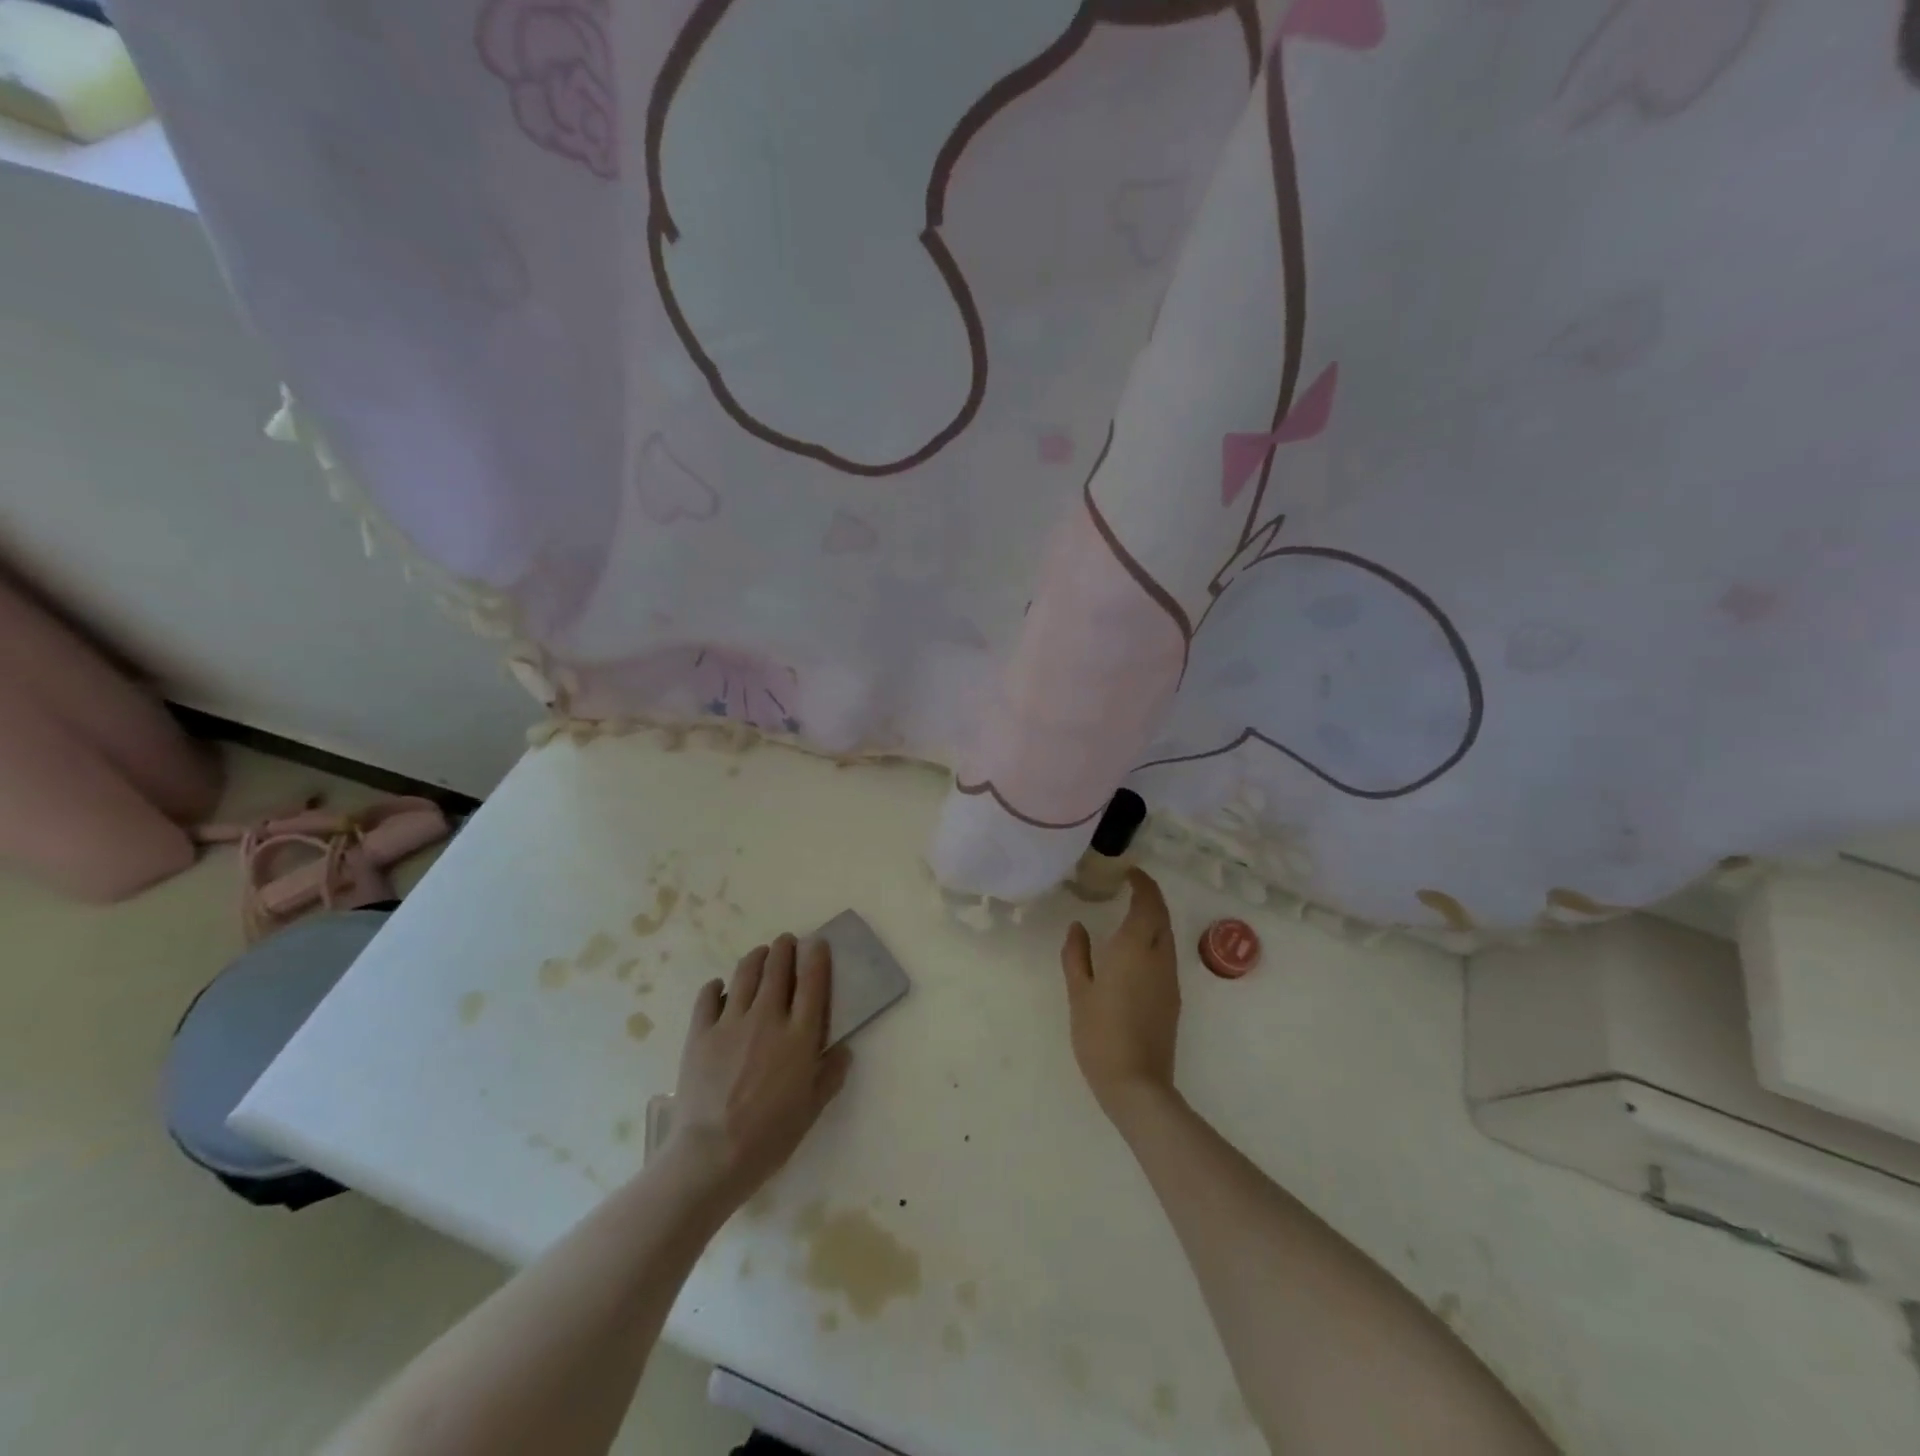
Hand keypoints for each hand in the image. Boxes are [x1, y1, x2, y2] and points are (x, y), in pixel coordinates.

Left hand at [668, 934, 850, 1204]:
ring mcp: (730, 1023)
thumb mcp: (812, 1109)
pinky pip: (708, 998)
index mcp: (799, 1036)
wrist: (712, 1155)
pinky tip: (719, 987)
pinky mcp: (700, 1033)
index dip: (816, 957)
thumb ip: (830, 1074)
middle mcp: (767, 1018)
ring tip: (760, 954)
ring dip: (756, 958)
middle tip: (787, 941)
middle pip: (777, 968)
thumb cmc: (770, 1136)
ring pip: (744, 974)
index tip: (817, 944)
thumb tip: (842, 1050)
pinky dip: (716, 987)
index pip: (812, 982)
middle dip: (784, 948)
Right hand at [1060, 869, 1180, 1124]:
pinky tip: (1135, 949)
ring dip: (1153, 918)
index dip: (1142, 884)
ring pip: (1166, 936)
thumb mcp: (1079, 992)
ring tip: (1129, 913)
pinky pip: (1165, 955)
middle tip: (1129, 887)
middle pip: (1161, 917)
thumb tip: (1078, 927)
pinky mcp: (1172, 998)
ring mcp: (1169, 979)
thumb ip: (1077, 955)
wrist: (1137, 1084)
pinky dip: (1154, 939)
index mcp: (1135, 949)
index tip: (1129, 872)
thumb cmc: (1100, 1034)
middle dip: (1150, 897)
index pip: (1147, 904)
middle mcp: (1158, 957)